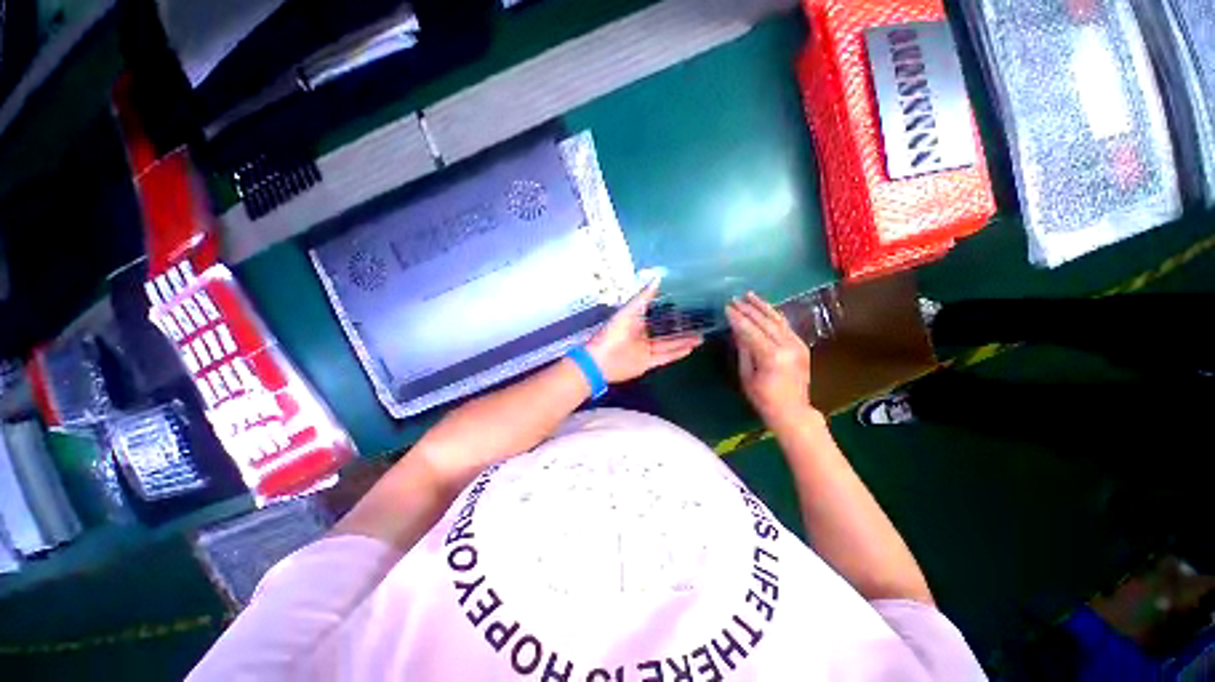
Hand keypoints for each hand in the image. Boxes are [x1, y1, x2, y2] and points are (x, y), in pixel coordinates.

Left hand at [586, 281, 702, 382]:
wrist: (601, 360)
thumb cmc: (614, 332)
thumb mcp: (629, 311)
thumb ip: (644, 297)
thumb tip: (658, 278)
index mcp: (637, 320)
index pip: (658, 314)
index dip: (672, 310)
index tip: (689, 305)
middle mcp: (643, 334)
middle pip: (666, 330)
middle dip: (682, 327)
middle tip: (700, 322)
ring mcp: (646, 349)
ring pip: (669, 344)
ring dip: (684, 340)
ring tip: (702, 336)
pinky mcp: (648, 363)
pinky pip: (666, 357)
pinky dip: (677, 353)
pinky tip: (691, 348)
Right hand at [726, 292, 813, 420]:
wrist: (792, 410)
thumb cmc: (763, 398)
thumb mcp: (747, 375)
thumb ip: (744, 350)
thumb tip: (737, 329)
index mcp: (771, 356)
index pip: (751, 330)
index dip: (737, 318)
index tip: (726, 307)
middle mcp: (787, 346)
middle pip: (764, 322)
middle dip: (748, 309)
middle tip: (734, 299)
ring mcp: (797, 345)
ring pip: (777, 320)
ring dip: (762, 306)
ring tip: (749, 295)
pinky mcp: (802, 346)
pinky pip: (786, 326)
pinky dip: (774, 315)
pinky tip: (765, 308)